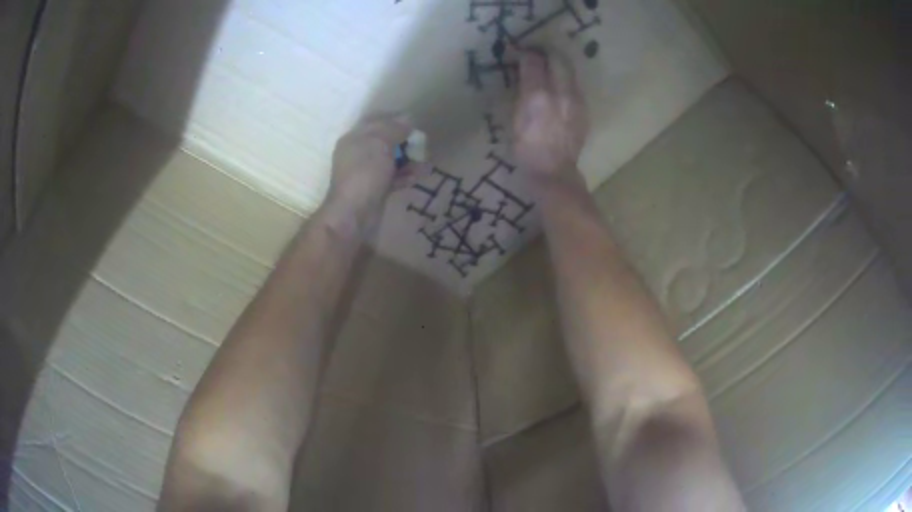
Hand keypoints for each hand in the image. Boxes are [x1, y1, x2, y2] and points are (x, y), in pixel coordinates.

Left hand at [322, 116, 426, 237]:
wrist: (354, 214)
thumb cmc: (365, 173)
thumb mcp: (380, 143)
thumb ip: (394, 129)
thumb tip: (407, 120)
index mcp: (354, 138)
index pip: (376, 123)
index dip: (396, 121)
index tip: (415, 125)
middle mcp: (357, 153)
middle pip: (384, 142)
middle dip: (404, 142)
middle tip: (422, 145)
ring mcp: (365, 173)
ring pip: (390, 161)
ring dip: (408, 160)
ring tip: (425, 163)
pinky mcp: (374, 190)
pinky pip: (392, 178)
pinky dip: (404, 176)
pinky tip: (418, 177)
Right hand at [513, 50, 588, 177]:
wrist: (554, 172)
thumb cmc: (526, 149)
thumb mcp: (516, 118)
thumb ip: (522, 93)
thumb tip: (525, 74)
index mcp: (537, 96)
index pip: (533, 61)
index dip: (526, 53)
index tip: (520, 52)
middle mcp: (561, 93)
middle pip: (558, 59)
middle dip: (547, 52)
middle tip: (538, 53)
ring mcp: (576, 101)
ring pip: (570, 71)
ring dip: (559, 64)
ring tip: (549, 66)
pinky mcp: (584, 109)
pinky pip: (575, 86)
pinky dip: (566, 81)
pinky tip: (559, 88)